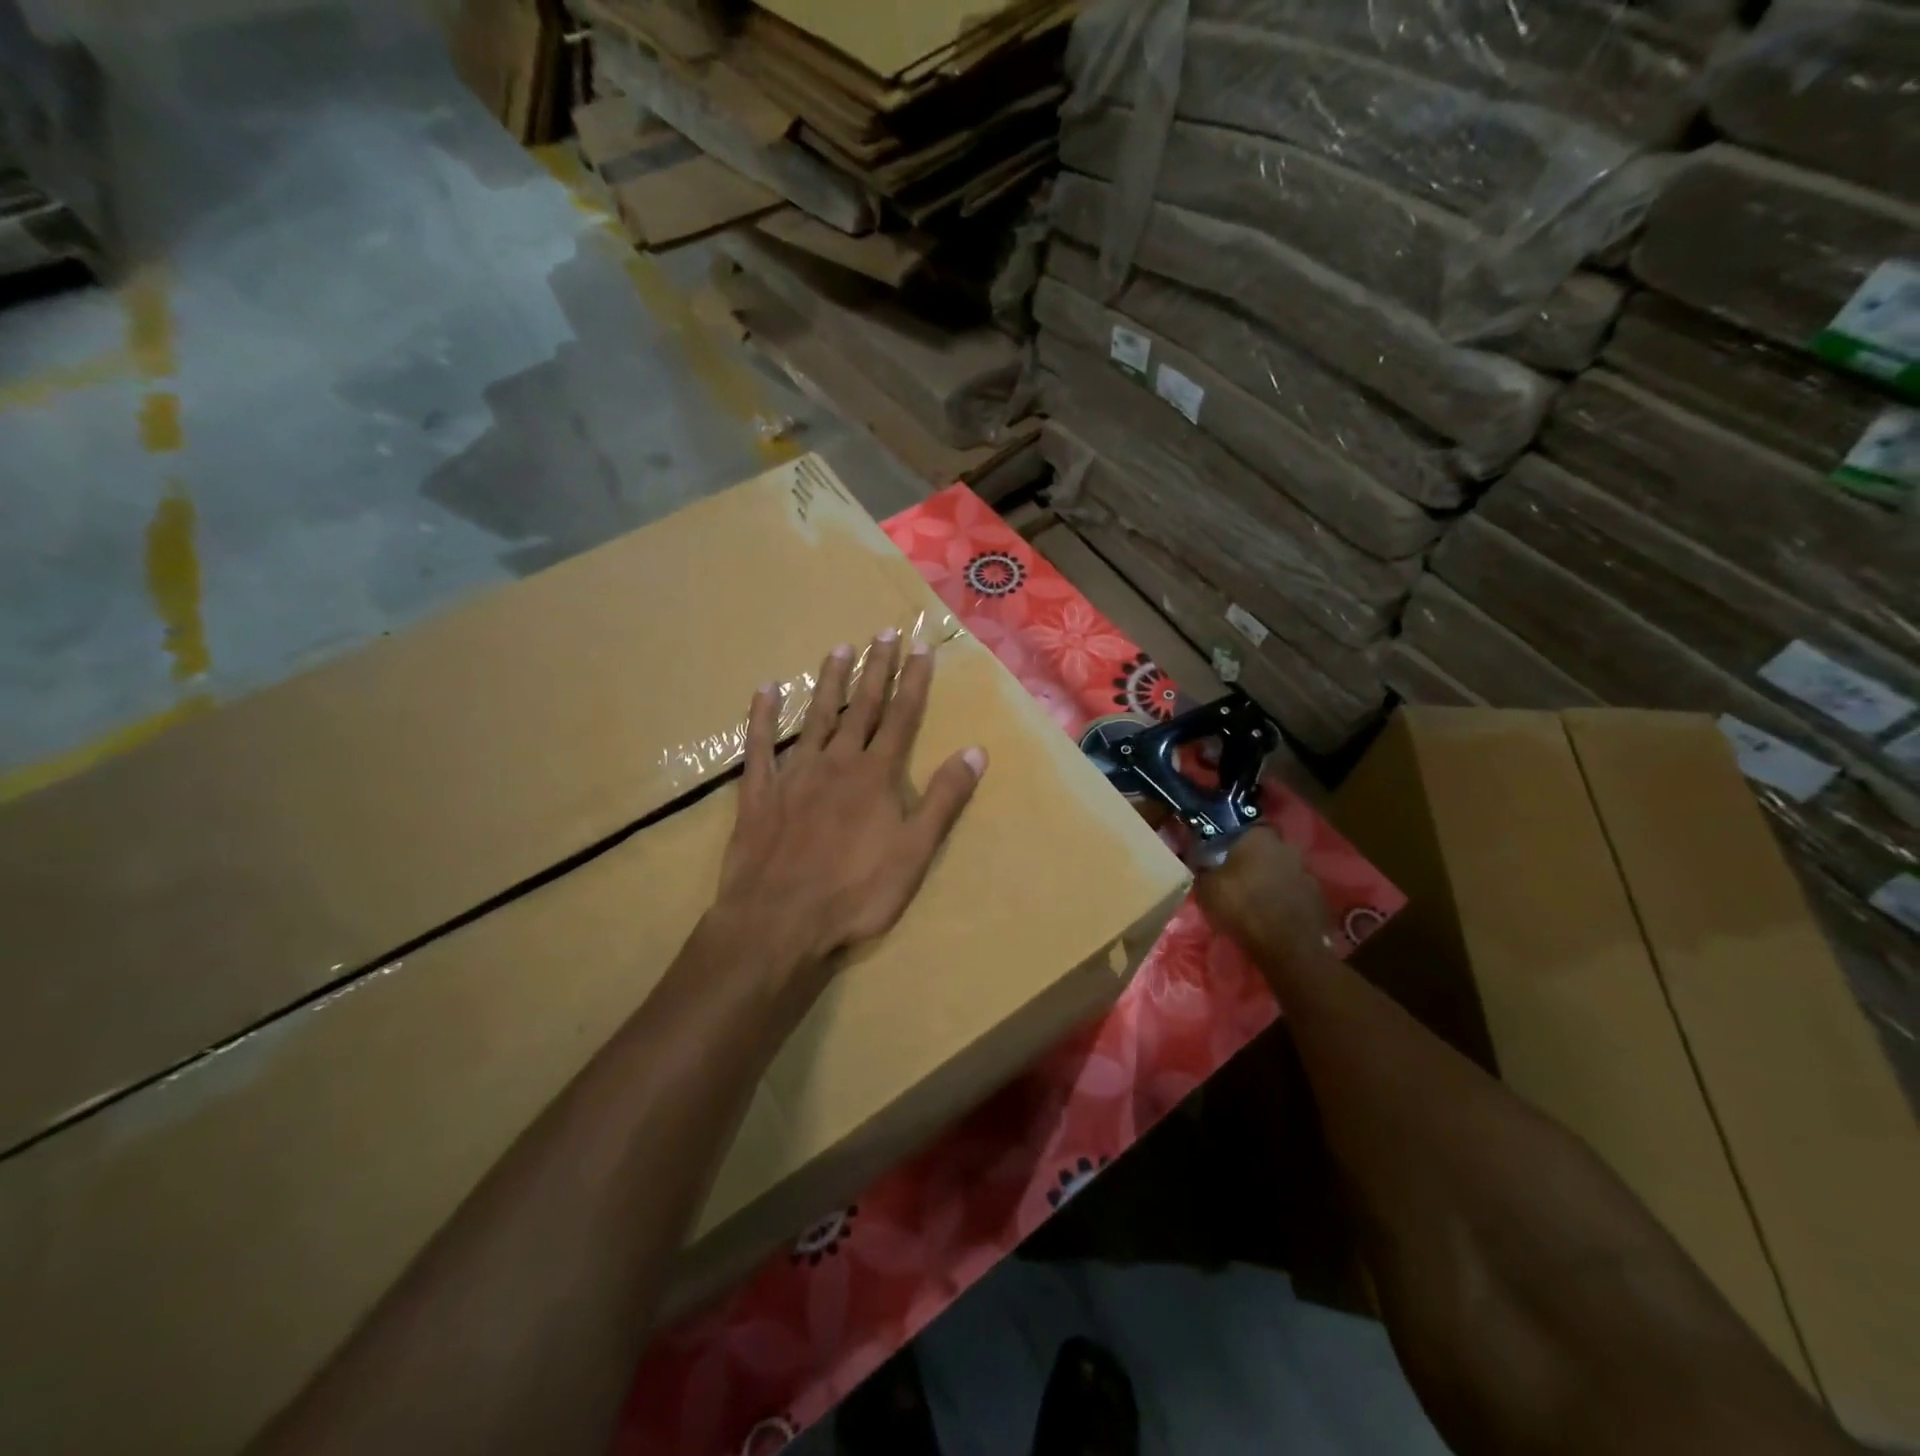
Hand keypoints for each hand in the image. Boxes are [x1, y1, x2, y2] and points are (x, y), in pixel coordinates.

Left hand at [710, 631, 987, 985]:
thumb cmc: (856, 892)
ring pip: (816, 716)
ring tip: (839, 648)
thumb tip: (974, 751)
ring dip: (829, 682)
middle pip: (862, 707)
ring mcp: (795, 773)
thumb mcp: (915, 852)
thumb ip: (943, 799)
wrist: (779, 921)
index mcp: (876, 775)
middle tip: (883, 632)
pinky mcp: (760, 792)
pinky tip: (766, 690)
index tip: (921, 646)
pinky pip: (760, 746)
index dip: (914, 681)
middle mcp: (837, 762)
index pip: (902, 717)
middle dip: (876, 669)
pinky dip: (762, 716)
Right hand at [1195, 827, 1334, 968]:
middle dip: (1256, 860)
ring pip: (1284, 870)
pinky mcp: (1319, 898)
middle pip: (1268, 849)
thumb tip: (1201, 863)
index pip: (1248, 827)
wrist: (1286, 945)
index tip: (1225, 853)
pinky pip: (1296, 893)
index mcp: (1259, 837)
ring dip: (1272, 880)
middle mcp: (1287, 847)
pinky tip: (1274, 915)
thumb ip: (1204, 870)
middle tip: (1239, 877)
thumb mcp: (1206, 887)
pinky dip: (1286, 900)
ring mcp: (1307, 873)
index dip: (1236, 840)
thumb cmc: (1241, 906)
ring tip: (1257, 900)